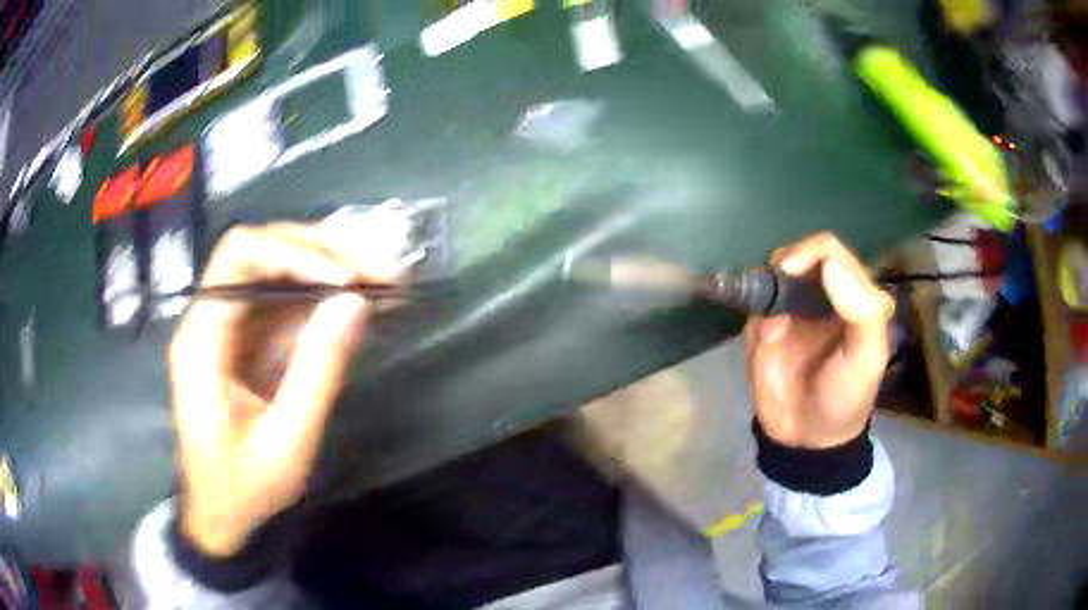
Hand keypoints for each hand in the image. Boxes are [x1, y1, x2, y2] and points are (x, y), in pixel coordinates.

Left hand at [169, 223, 399, 556]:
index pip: (239, 257)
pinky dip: (327, 295)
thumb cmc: (243, 488)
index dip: (294, 252)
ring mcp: (230, 326)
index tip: (347, 280)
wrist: (220, 514)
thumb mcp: (286, 442)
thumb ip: (317, 372)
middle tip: (382, 268)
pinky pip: (287, 300)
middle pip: (262, 250)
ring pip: (279, 268)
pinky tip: (364, 299)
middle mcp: (210, 318)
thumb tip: (355, 302)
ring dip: (332, 266)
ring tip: (386, 277)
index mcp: (202, 339)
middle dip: (323, 250)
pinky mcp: (249, 340)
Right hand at [745, 233, 894, 448]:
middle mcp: (824, 293)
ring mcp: (793, 307)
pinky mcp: (765, 324)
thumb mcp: (868, 356)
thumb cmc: (845, 396)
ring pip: (774, 270)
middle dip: (786, 264)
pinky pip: (755, 299)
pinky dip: (754, 306)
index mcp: (855, 294)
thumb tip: (828, 260)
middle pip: (800, 252)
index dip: (810, 253)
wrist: (806, 438)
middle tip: (779, 294)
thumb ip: (861, 307)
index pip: (830, 250)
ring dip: (769, 286)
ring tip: (774, 322)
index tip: (792, 272)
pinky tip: (766, 335)